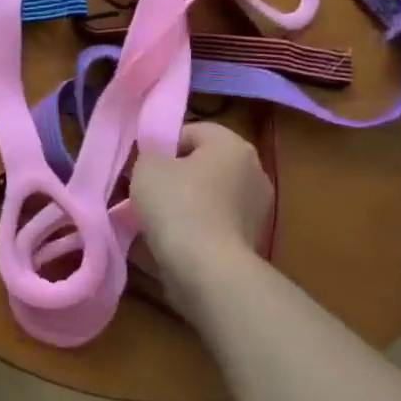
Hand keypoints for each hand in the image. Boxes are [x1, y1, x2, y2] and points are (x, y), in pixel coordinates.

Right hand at [130, 122, 270, 272]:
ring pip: (209, 196)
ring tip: (155, 220)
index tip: (143, 166)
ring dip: (185, 204)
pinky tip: (172, 241)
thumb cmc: (178, 206)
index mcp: (233, 145)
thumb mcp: (147, 167)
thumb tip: (156, 158)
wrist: (207, 270)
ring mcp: (257, 209)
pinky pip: (215, 224)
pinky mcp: (252, 241)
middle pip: (203, 164)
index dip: (162, 145)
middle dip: (175, 176)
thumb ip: (149, 153)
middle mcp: (254, 171)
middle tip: (145, 191)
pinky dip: (195, 228)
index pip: (192, 131)